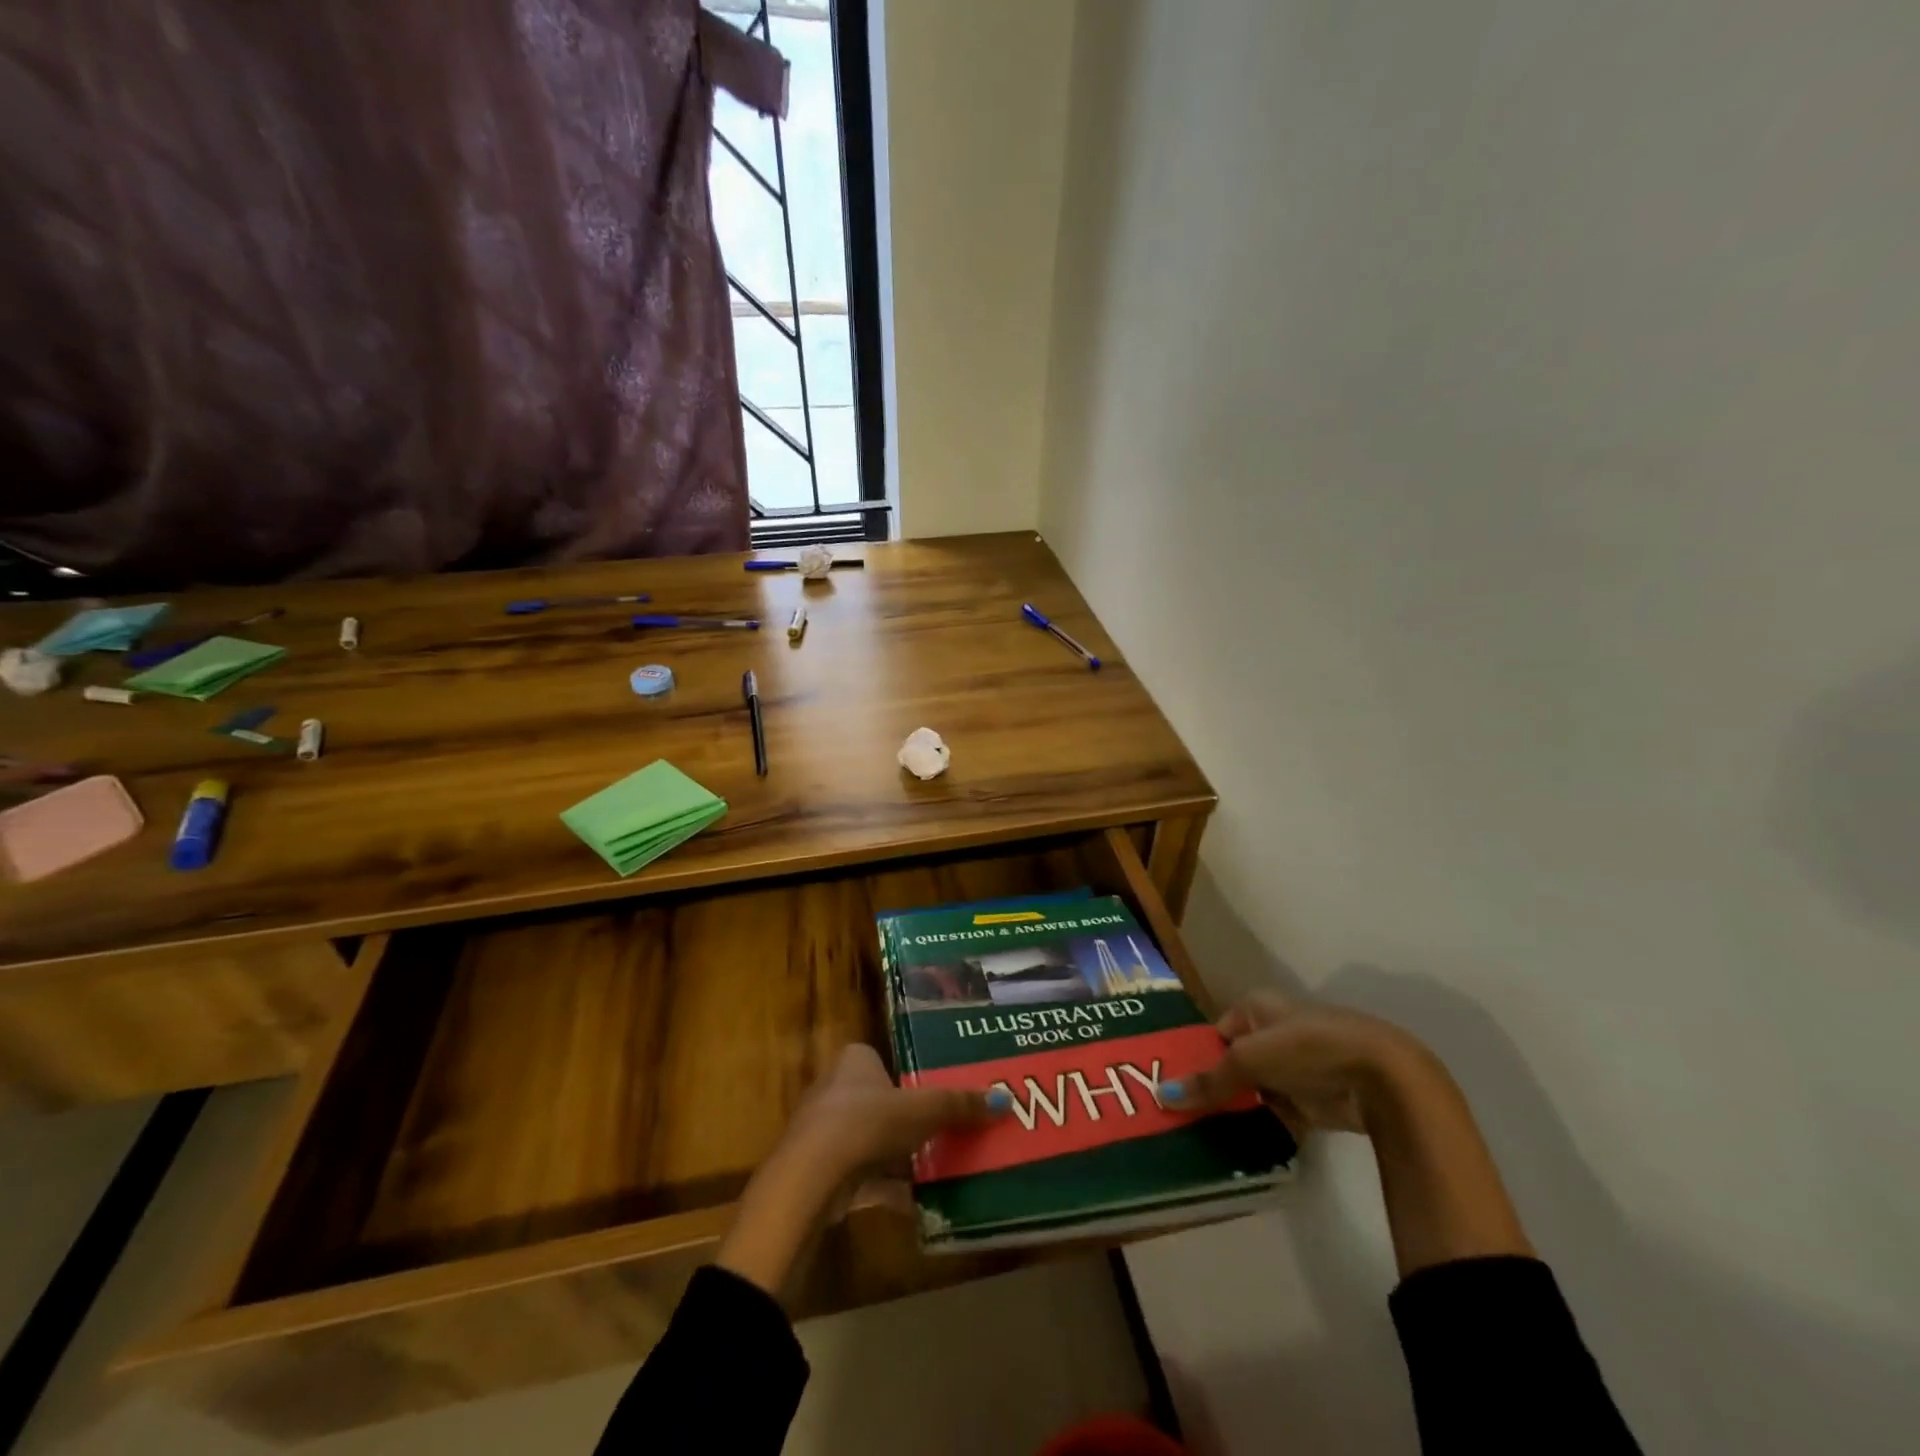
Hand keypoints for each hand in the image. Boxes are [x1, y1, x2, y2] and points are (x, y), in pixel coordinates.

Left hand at [779, 1043, 1000, 1193]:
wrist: (810, 1179)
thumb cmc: (866, 1122)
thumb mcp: (922, 1110)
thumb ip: (959, 1105)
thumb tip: (1004, 1100)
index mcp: (854, 1061)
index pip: (881, 1059)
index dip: (908, 1075)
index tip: (937, 1095)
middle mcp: (835, 1090)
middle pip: (881, 1102)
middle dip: (909, 1121)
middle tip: (946, 1133)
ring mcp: (825, 1133)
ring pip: (873, 1142)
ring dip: (901, 1158)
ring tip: (941, 1169)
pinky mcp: (823, 1174)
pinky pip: (865, 1178)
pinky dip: (890, 1189)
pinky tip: (921, 1205)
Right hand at [1163, 991, 1429, 1135]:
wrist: (1383, 1078)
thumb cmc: (1308, 1049)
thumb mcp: (1249, 1059)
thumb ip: (1210, 1080)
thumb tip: (1163, 1095)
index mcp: (1257, 1007)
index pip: (1215, 1032)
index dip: (1196, 1057)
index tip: (1174, 1087)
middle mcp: (1274, 1031)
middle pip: (1234, 1062)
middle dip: (1215, 1087)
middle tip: (1183, 1116)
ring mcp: (1297, 1067)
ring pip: (1255, 1090)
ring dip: (1239, 1110)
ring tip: (1204, 1135)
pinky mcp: (1316, 1100)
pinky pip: (1279, 1114)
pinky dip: (1265, 1127)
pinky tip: (1240, 1146)